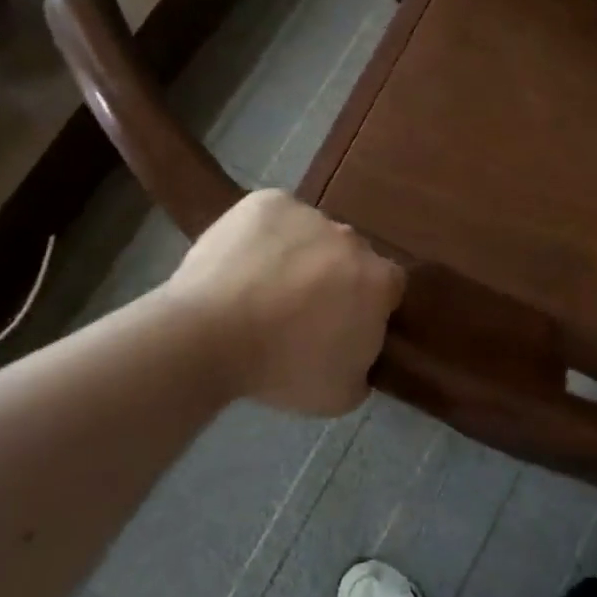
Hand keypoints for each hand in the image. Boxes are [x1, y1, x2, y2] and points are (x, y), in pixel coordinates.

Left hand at [167, 190, 405, 415]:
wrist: (208, 336)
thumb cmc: (281, 370)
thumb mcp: (341, 394)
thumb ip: (364, 366)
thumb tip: (358, 352)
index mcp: (378, 281)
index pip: (387, 287)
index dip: (366, 305)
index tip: (341, 324)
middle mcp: (352, 239)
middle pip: (350, 256)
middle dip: (333, 277)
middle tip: (300, 309)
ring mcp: (309, 214)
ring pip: (312, 233)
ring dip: (299, 254)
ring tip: (262, 287)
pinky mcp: (268, 201)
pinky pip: (276, 217)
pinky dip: (265, 234)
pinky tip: (243, 263)